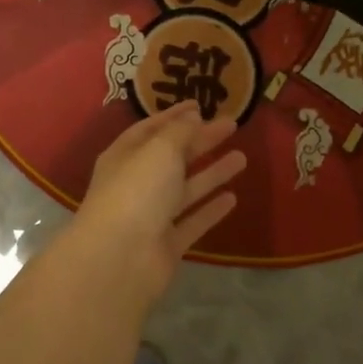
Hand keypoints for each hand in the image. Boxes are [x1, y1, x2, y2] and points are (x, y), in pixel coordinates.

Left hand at [70, 103, 247, 305]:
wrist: (120, 259)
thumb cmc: (136, 192)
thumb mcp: (159, 150)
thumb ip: (179, 132)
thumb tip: (192, 117)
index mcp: (125, 156)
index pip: (151, 129)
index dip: (174, 116)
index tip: (200, 105)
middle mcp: (137, 184)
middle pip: (172, 157)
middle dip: (201, 140)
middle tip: (232, 125)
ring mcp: (152, 216)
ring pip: (186, 189)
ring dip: (212, 173)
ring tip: (242, 158)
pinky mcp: (167, 244)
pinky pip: (193, 222)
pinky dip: (211, 210)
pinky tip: (233, 198)